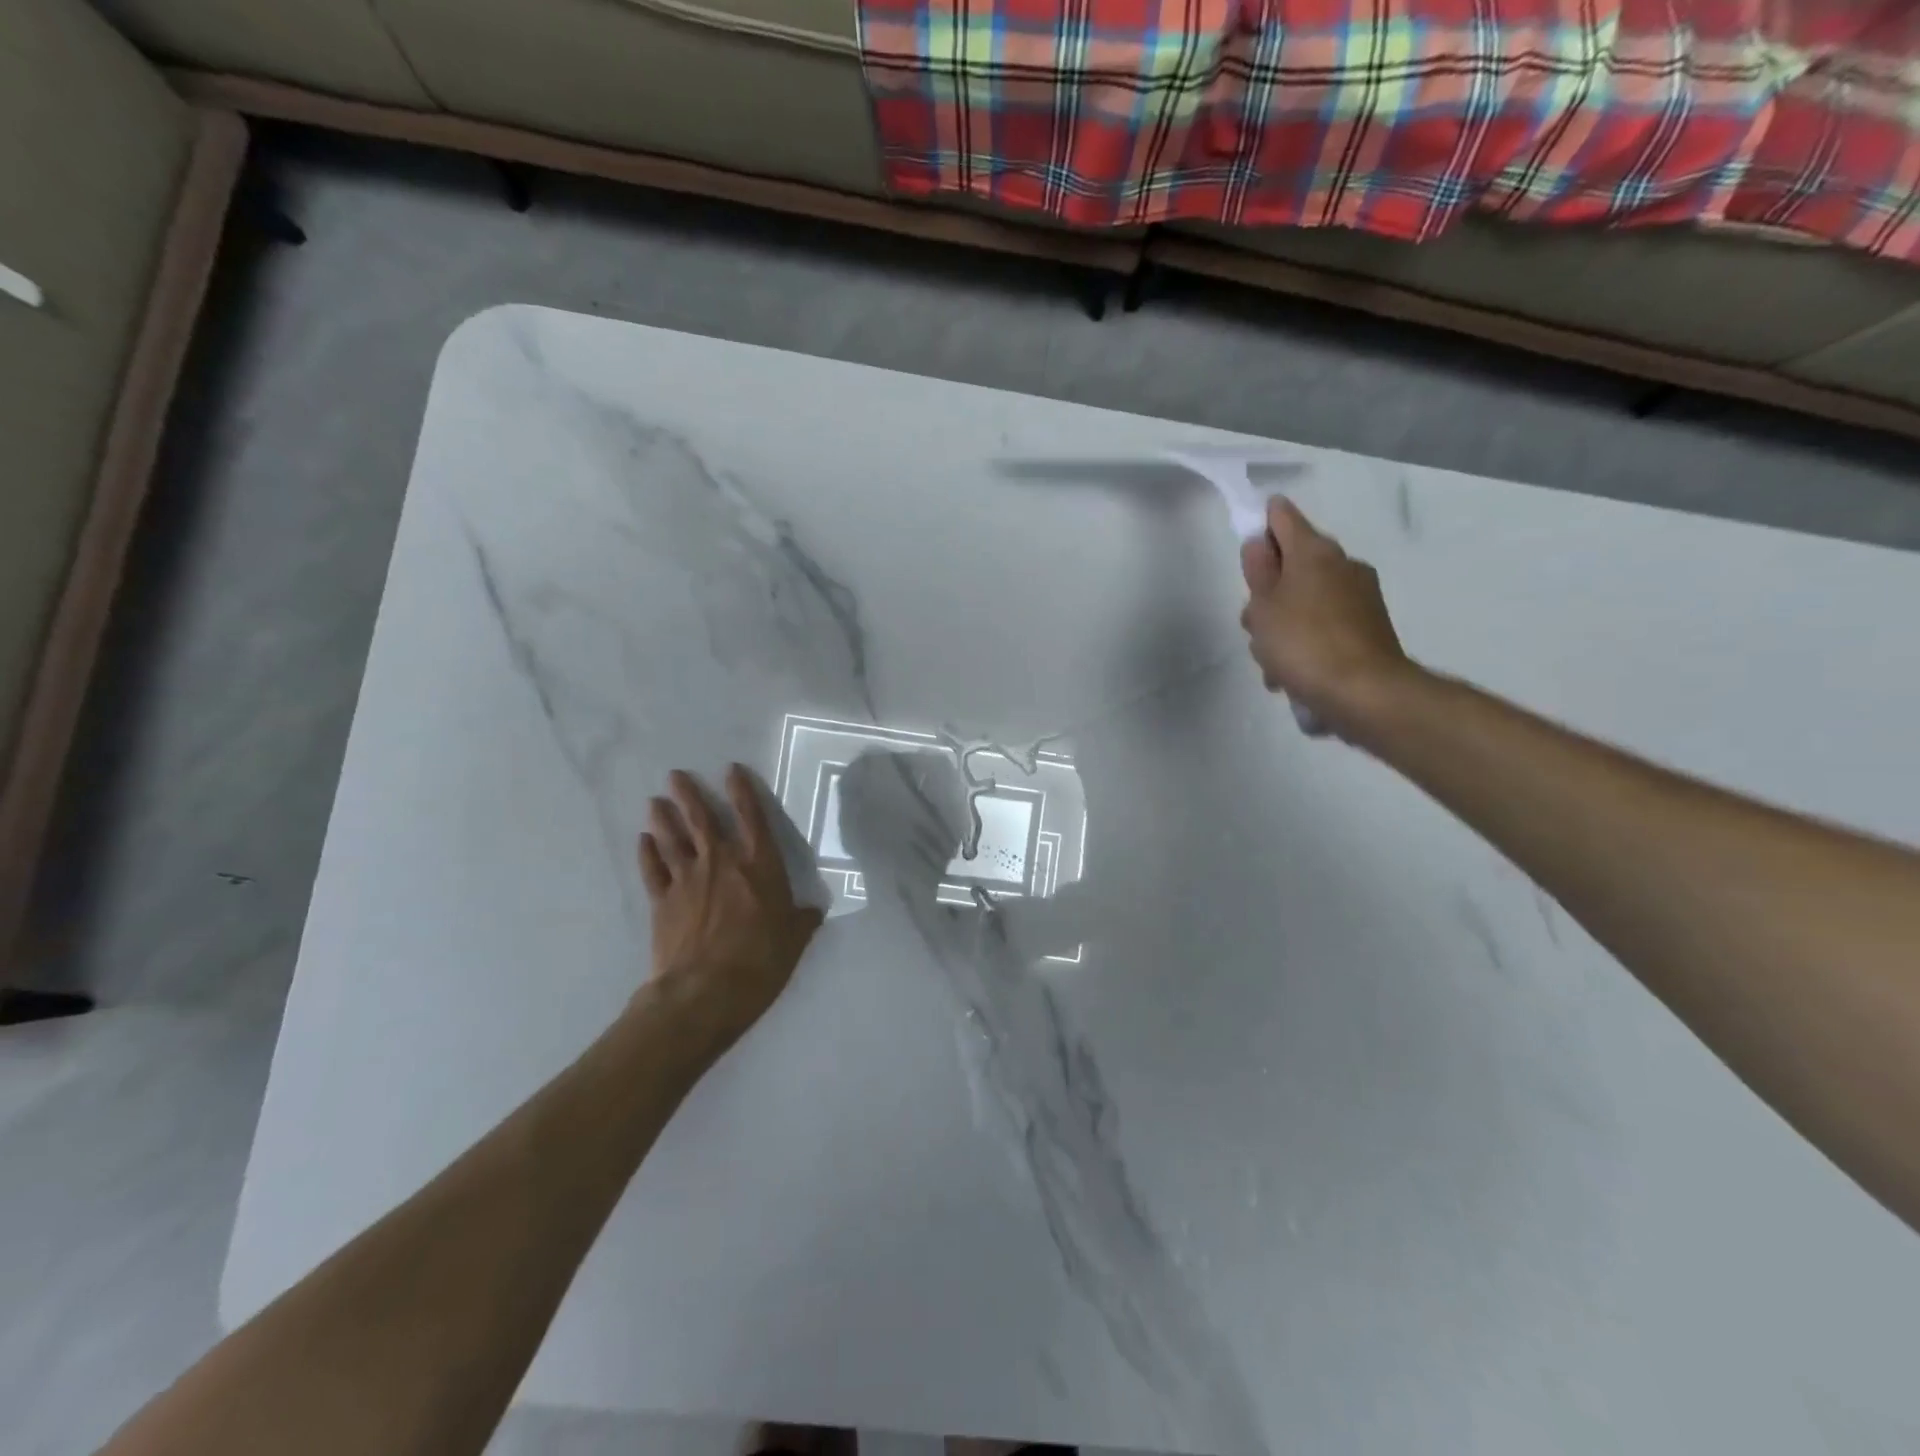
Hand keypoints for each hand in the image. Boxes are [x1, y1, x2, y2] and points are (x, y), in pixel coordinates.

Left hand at [639, 765, 823, 1043]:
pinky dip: (646, 853)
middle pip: (702, 819)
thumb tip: (812, 911)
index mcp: (759, 866)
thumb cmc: (760, 961)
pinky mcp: (662, 901)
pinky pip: (652, 870)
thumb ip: (802, 920)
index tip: (731, 770)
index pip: (751, 818)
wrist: (705, 992)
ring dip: (664, 818)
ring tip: (656, 801)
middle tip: (676, 776)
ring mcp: (687, 879)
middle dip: (689, 795)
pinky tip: (643, 841)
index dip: (742, 791)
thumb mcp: (795, 940)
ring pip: (672, 839)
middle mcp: (721, 862)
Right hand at [1239, 498, 1413, 733]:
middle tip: (1255, 625)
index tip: (1246, 551)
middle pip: (1292, 567)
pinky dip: (1305, 643)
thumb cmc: (1302, 643)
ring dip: (1283, 626)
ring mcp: (1360, 597)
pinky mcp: (1368, 628)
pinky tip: (1293, 675)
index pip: (1282, 517)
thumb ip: (1258, 571)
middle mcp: (1342, 565)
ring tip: (1272, 663)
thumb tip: (1259, 543)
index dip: (1260, 524)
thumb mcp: (1263, 606)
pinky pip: (1323, 626)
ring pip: (1305, 601)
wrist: (1364, 693)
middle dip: (1268, 593)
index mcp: (1314, 552)